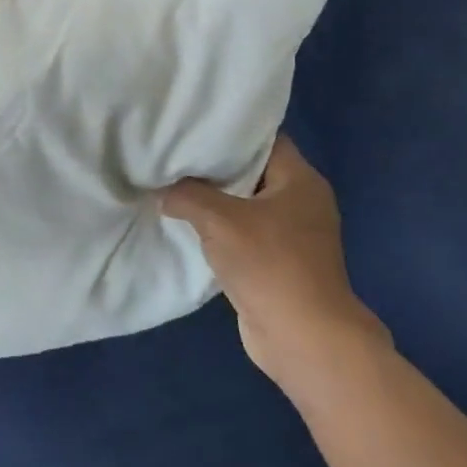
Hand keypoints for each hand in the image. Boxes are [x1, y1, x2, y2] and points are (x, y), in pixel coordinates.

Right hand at [162, 135, 384, 384]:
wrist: (303, 338)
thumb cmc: (269, 264)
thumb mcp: (218, 220)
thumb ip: (186, 195)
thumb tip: (163, 193)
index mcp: (300, 180)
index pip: (263, 138)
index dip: (228, 131)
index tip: (191, 128)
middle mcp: (302, 201)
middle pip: (252, 170)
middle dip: (213, 166)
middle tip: (173, 155)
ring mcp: (293, 234)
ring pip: (245, 204)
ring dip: (214, 201)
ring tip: (172, 187)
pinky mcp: (280, 262)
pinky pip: (244, 233)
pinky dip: (220, 229)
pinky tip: (188, 225)